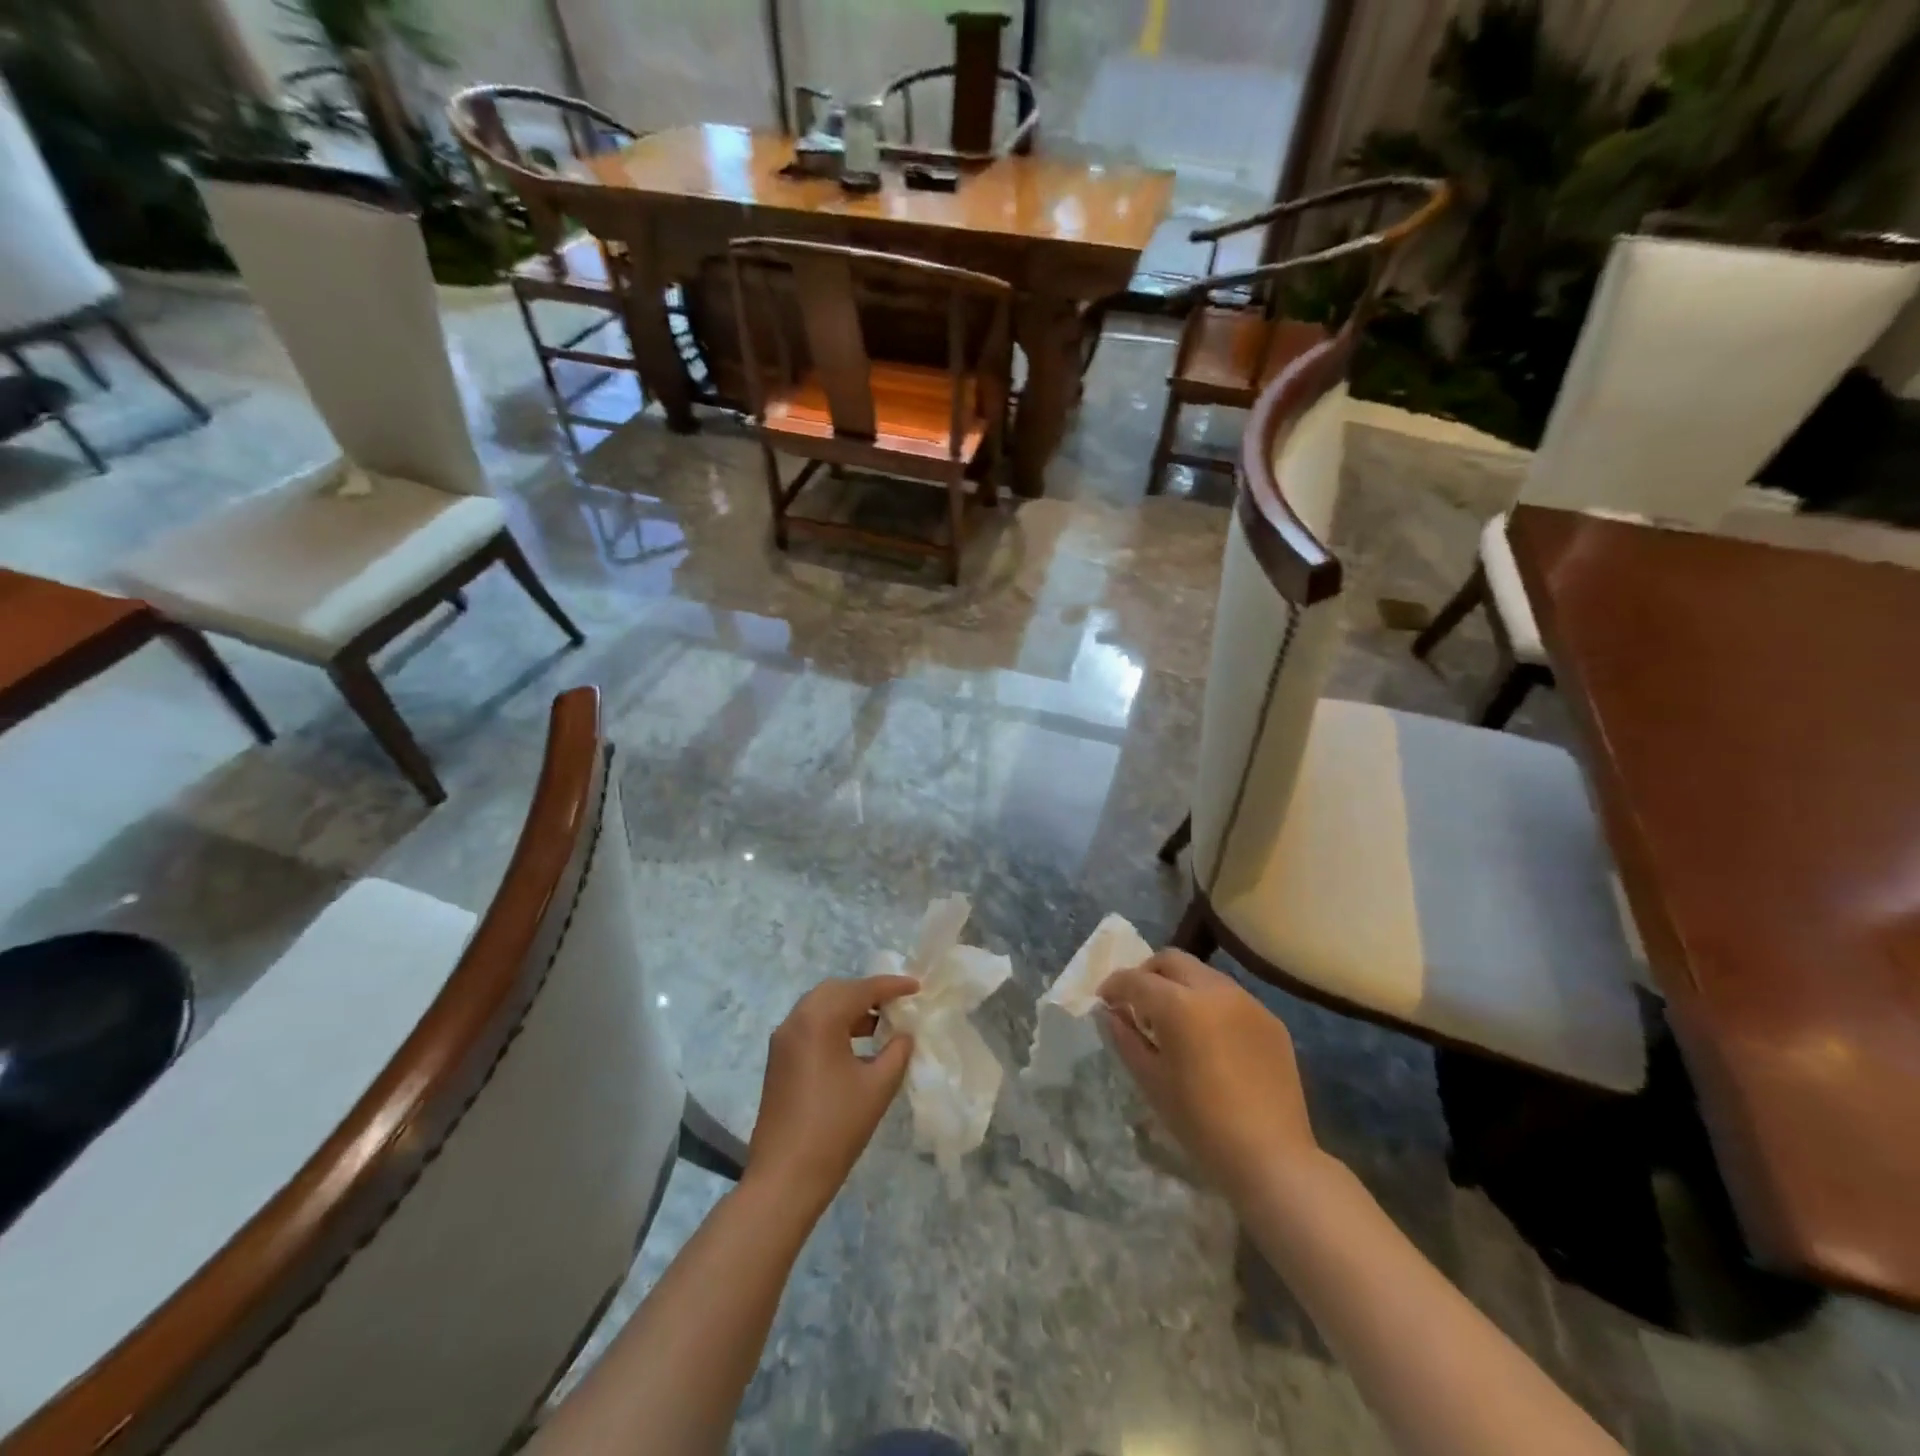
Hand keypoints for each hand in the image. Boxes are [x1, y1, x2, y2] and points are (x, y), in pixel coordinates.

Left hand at [745, 974, 917, 1217]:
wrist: (785, 1177)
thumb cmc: (836, 1128)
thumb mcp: (878, 1087)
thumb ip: (897, 1052)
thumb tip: (904, 1035)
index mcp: (819, 1019)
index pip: (861, 990)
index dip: (891, 986)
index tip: (916, 988)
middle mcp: (796, 1020)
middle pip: (836, 991)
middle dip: (867, 993)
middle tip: (897, 1004)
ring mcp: (783, 1040)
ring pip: (820, 1006)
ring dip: (850, 1008)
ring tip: (881, 1024)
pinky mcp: (778, 1059)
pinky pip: (809, 1025)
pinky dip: (834, 1024)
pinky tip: (856, 1045)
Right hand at [1099, 950, 1320, 1203]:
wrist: (1272, 1157)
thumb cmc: (1200, 1123)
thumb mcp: (1150, 1081)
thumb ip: (1125, 1038)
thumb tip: (1110, 1013)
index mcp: (1179, 1004)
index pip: (1135, 979)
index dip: (1114, 986)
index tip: (1105, 1001)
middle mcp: (1214, 990)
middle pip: (1171, 960)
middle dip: (1148, 974)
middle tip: (1138, 1002)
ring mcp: (1247, 1002)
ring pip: (1203, 974)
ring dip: (1181, 986)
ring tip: (1175, 1020)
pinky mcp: (1271, 1019)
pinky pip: (1231, 997)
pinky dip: (1210, 1004)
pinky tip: (1209, 1038)